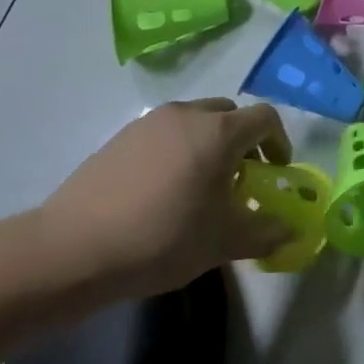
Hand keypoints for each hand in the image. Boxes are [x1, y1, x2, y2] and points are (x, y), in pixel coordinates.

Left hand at [38, 98, 294, 297]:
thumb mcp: (225, 242)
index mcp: (219, 132)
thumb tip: (290, 230)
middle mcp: (187, 115)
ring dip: (209, 144)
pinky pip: (164, 134)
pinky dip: (177, 151)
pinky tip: (163, 191)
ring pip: (195, 122)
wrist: (73, 249)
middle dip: (244, 141)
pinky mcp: (120, 138)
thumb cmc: (163, 238)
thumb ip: (267, 231)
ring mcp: (149, 123)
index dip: (279, 142)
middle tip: (240, 178)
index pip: (266, 118)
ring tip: (200, 186)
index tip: (277, 172)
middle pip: (230, 114)